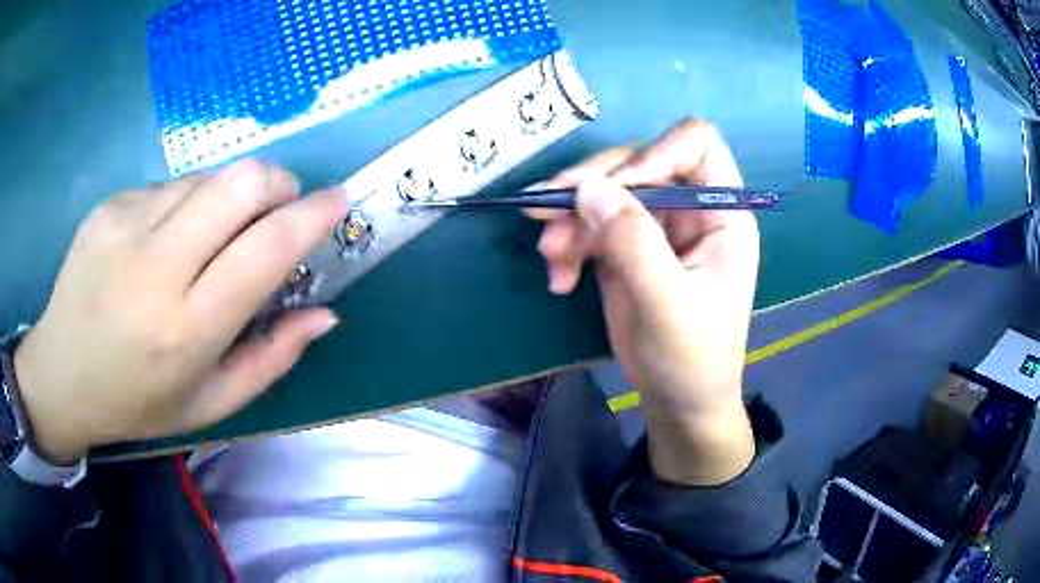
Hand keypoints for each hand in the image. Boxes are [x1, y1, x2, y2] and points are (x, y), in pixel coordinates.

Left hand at [13, 160, 345, 462]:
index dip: (311, 216)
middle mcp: (155, 267)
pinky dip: (186, 203)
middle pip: (240, 183)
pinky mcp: (108, 205)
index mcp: (185, 329)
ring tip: (210, 236)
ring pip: (207, 177)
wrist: (61, 373)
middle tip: (280, 206)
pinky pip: (169, 185)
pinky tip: (163, 240)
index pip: (265, 249)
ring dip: (229, 197)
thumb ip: (271, 359)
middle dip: (278, 184)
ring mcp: (125, 225)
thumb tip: (324, 314)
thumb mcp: (210, 404)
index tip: (336, 201)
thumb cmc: (137, 402)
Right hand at [533, 120, 758, 484]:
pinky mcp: (626, 247)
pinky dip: (568, 246)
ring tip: (550, 258)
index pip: (696, 145)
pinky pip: (589, 225)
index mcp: (722, 214)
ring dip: (569, 219)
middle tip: (543, 211)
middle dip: (591, 186)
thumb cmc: (692, 359)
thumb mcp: (668, 305)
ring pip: (605, 193)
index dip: (655, 153)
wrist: (678, 402)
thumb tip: (590, 188)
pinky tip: (559, 279)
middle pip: (637, 163)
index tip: (618, 188)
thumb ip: (634, 244)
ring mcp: (655, 227)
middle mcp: (689, 210)